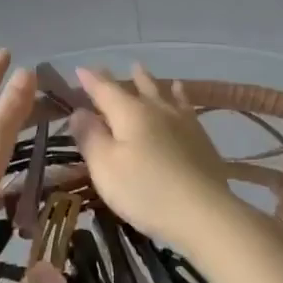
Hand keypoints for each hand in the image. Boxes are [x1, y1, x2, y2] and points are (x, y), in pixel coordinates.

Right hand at [69, 65, 234, 248]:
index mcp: (129, 113)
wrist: (204, 213)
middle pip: (137, 88)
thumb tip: (78, 111)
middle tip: (110, 69)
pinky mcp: (201, 138)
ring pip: (162, 93)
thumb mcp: (105, 168)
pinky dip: (179, 96)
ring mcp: (182, 122)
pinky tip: (182, 97)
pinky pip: (185, 106)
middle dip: (122, 79)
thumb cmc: (145, 191)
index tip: (80, 69)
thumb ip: (90, 137)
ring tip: (142, 71)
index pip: (104, 89)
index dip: (91, 80)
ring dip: (149, 82)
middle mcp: (156, 109)